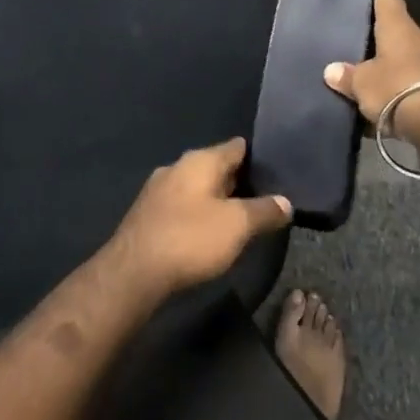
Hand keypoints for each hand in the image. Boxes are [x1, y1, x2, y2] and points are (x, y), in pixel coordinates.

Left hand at [104, 139, 292, 305]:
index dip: (257, 157)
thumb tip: (286, 202)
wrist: (133, 272)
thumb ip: (264, 211)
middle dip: (238, 180)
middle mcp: (177, 167)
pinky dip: (198, 213)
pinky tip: (207, 232)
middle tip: (264, 196)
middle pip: (216, 166)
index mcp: (200, 160)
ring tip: (240, 216)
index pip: (236, 147)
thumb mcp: (237, 226)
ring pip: (197, 187)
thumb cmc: (190, 238)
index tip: (276, 169)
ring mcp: (158, 190)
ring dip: (216, 199)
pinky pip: (182, 205)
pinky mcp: (147, 214)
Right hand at [323, 0, 419, 140]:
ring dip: (394, 65)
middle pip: (399, 30)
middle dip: (383, 36)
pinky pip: (417, 81)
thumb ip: (348, 76)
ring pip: (408, 57)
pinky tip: (389, 100)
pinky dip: (404, 88)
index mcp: (398, 27)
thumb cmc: (397, 88)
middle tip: (363, 38)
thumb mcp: (363, 84)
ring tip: (372, 75)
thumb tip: (331, 70)